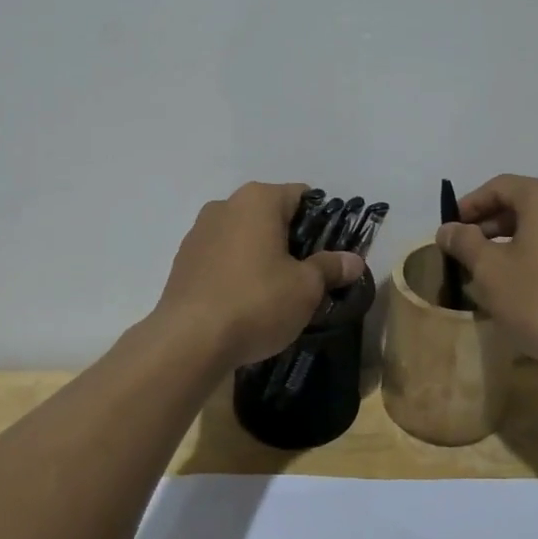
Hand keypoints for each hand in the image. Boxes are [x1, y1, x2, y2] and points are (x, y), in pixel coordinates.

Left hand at [155, 183, 364, 369]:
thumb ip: (330, 267)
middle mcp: (225, 205)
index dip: (323, 222)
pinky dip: (238, 271)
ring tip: (278, 293)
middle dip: (292, 241)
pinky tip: (246, 302)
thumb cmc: (256, 302)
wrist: (188, 342)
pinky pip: (222, 258)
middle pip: (271, 215)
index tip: (332, 252)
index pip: (302, 196)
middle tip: (310, 276)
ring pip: (245, 237)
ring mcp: (199, 233)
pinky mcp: (183, 262)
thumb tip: (354, 260)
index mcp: (258, 199)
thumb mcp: (306, 287)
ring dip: (263, 256)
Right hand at [437, 174, 537, 369]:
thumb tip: (447, 229)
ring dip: (511, 244)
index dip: (469, 204)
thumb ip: (464, 242)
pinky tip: (519, 287)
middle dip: (489, 225)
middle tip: (464, 251)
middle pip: (524, 205)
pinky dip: (535, 258)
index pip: (500, 187)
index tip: (449, 229)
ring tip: (487, 271)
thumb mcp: (490, 270)